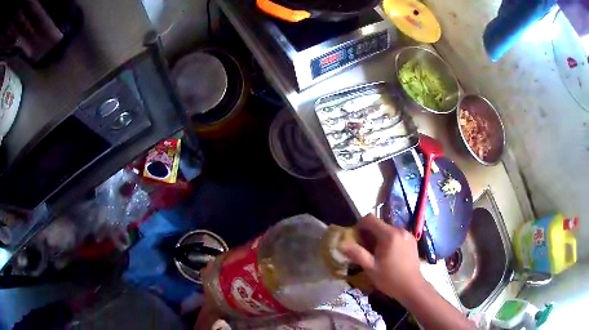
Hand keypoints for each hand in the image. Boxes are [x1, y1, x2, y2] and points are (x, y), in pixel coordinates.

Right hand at [340, 214, 425, 302]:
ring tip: (376, 254)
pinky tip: (388, 255)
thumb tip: (341, 244)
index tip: (355, 237)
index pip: (370, 219)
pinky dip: (388, 240)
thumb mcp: (370, 268)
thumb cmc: (389, 278)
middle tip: (364, 249)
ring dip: (379, 237)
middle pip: (379, 224)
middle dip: (369, 233)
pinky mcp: (412, 240)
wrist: (412, 287)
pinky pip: (396, 234)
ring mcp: (407, 234)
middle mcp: (399, 230)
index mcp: (389, 235)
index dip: (359, 225)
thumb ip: (357, 254)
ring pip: (388, 229)